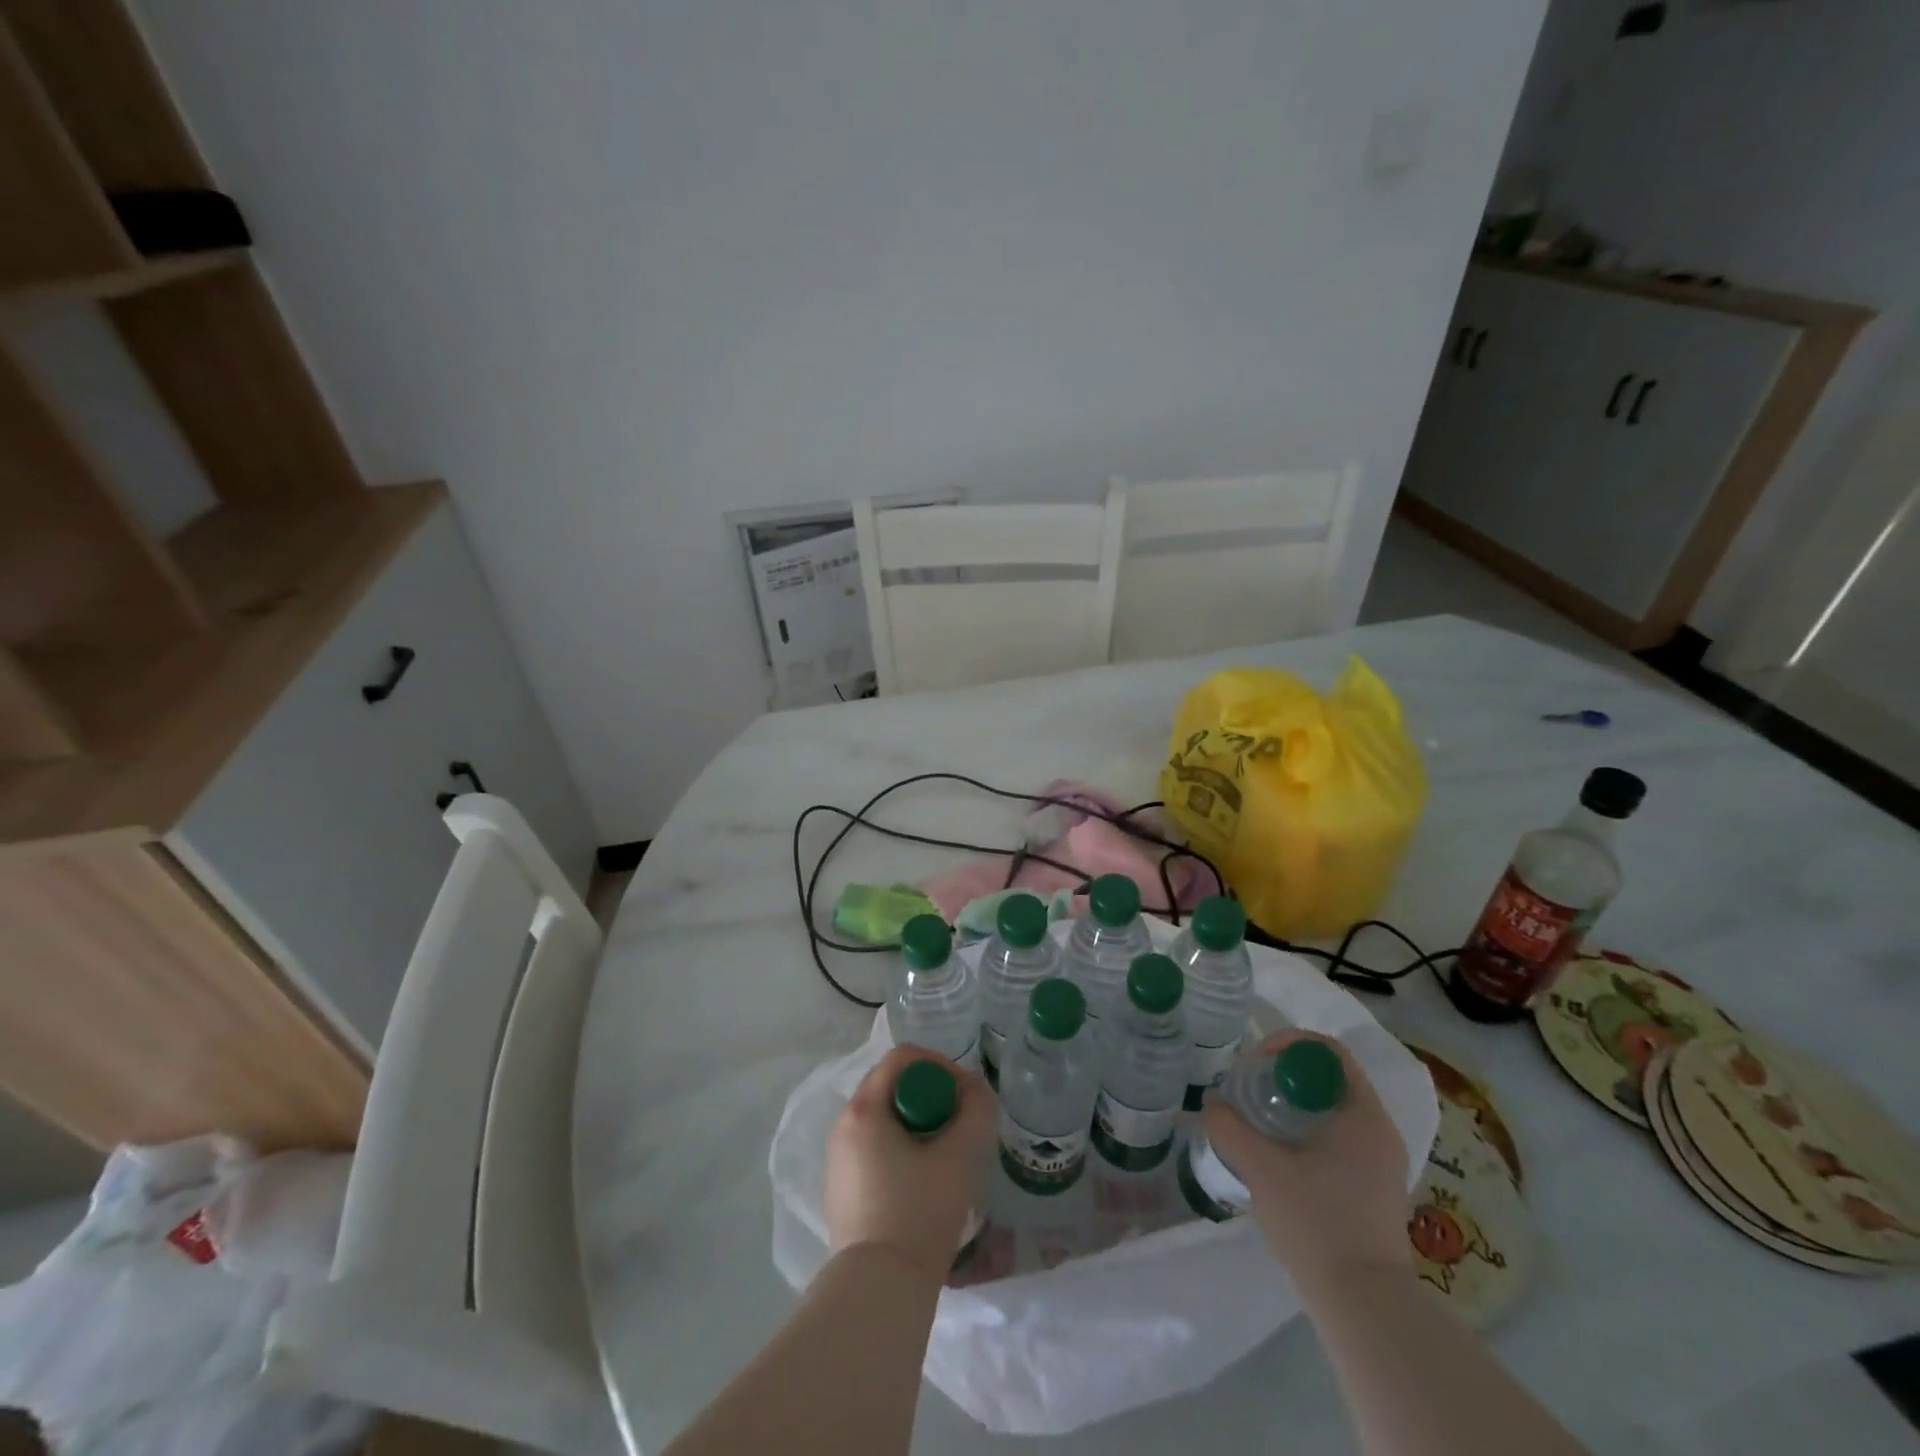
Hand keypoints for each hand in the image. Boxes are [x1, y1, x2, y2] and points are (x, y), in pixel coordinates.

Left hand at [825, 1046, 993, 1283]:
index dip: (940, 1066)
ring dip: (917, 1125)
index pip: (903, 1058)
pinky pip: (874, 1148)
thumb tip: (974, 1088)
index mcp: (864, 1108)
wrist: (879, 1290)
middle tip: (958, 1126)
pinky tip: (921, 1185)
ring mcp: (838, 1159)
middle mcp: (843, 1125)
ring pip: (884, 1119)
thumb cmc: (919, 1212)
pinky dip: (900, 1151)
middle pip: (892, 1086)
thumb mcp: (961, 1155)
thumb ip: (976, 1109)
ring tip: (944, 1157)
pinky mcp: (840, 1190)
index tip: (964, 1096)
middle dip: (930, 1096)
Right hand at [1203, 1030, 1410, 1294]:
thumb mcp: (1261, 1169)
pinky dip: (1309, 1129)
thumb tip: (1211, 1104)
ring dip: (1296, 1103)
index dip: (1287, 1044)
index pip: (1328, 1051)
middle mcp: (1380, 1129)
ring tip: (1259, 1119)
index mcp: (1363, 1114)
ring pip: (1334, 1108)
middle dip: (1286, 1074)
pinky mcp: (1377, 1187)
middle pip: (1330, 1077)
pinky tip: (1281, 1154)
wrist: (1365, 1305)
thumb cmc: (1316, 1223)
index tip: (1255, 1063)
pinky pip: (1340, 1135)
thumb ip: (1229, 1128)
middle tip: (1251, 1088)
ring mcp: (1382, 1160)